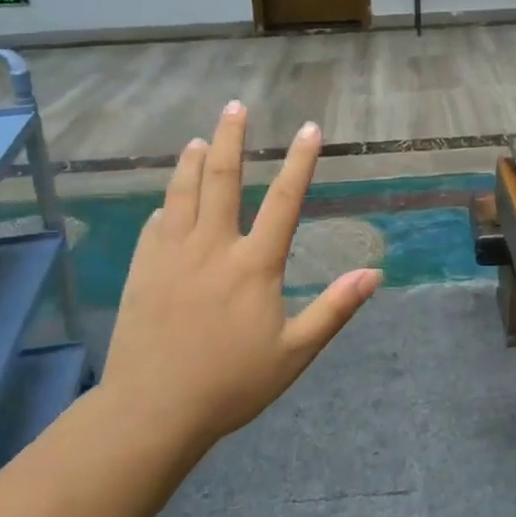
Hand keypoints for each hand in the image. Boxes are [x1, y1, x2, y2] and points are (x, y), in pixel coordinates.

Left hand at [101, 102, 379, 447]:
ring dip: (192, 161)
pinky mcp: (142, 270)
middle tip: (235, 106)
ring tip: (199, 139)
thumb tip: (374, 274)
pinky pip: (155, 224)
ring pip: (182, 193)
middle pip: (221, 179)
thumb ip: (334, 309)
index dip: (299, 162)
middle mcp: (212, 248)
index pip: (284, 200)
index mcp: (254, 265)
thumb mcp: (295, 352)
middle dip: (230, 138)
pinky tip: (168, 199)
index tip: (309, 129)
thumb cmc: (231, 384)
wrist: (152, 410)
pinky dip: (166, 203)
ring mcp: (171, 256)